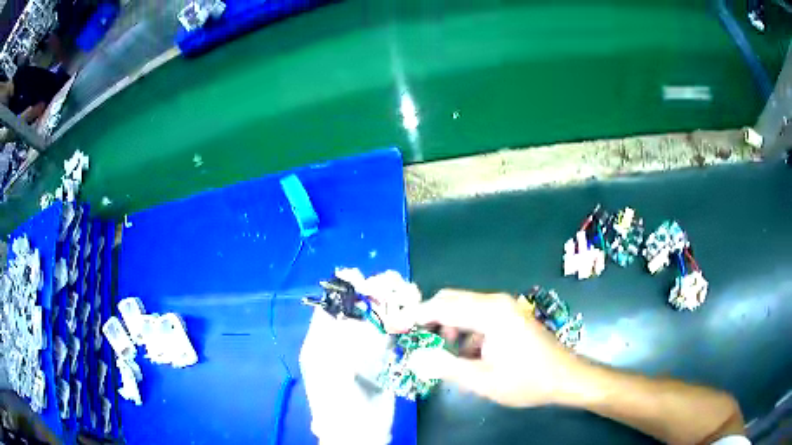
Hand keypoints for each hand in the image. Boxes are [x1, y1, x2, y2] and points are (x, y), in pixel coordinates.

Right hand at [395, 289, 584, 406]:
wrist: (565, 377)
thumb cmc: (526, 380)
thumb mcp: (482, 380)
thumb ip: (445, 367)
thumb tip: (414, 359)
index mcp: (489, 312)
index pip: (440, 307)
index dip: (413, 316)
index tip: (392, 326)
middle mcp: (495, 302)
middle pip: (450, 301)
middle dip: (427, 319)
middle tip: (411, 340)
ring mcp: (504, 308)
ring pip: (463, 309)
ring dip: (445, 327)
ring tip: (440, 354)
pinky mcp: (508, 317)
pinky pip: (476, 317)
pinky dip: (462, 331)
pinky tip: (464, 354)